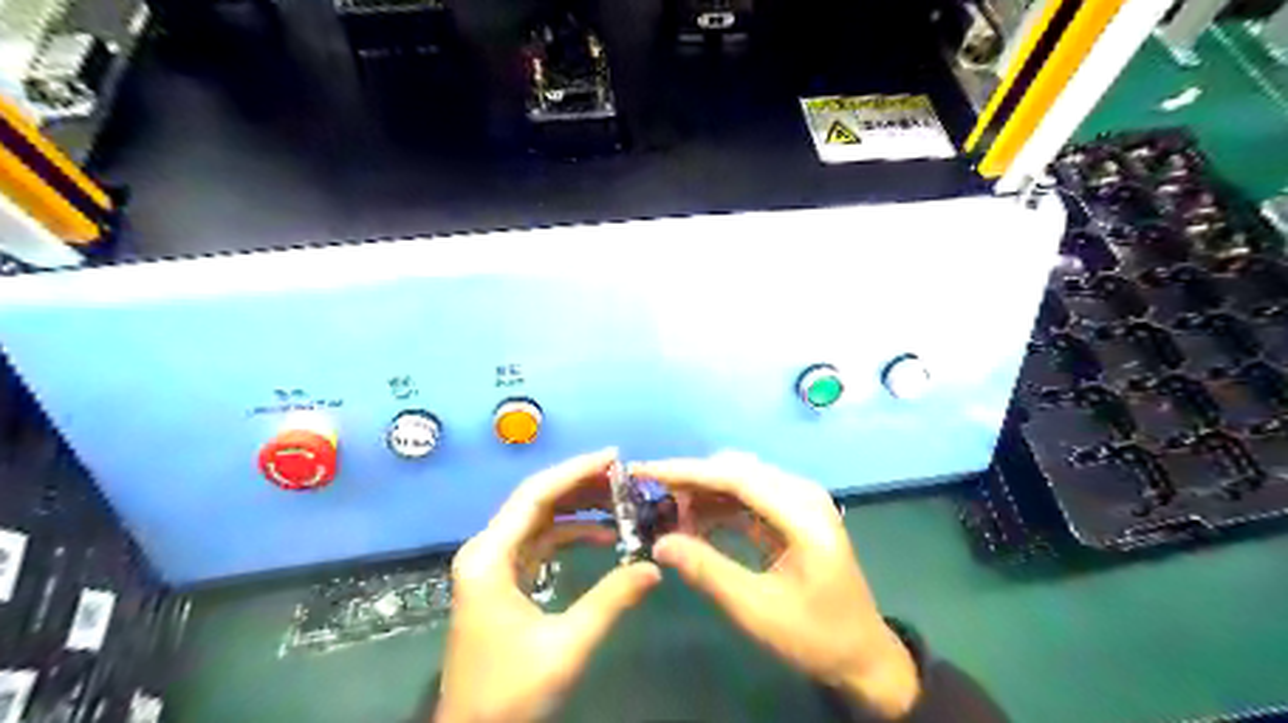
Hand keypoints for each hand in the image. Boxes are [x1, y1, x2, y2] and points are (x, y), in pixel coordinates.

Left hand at [440, 448, 663, 720]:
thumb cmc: (509, 692)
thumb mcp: (566, 645)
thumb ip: (611, 601)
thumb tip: (654, 567)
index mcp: (490, 557)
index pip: (536, 495)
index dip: (575, 471)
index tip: (614, 457)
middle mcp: (487, 549)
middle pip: (536, 500)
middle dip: (580, 484)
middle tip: (623, 475)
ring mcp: (493, 564)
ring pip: (539, 519)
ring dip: (577, 507)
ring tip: (619, 498)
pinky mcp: (503, 579)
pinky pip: (540, 542)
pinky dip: (570, 534)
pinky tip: (603, 535)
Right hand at [633, 452, 913, 716]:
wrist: (862, 654)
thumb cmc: (815, 635)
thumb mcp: (757, 609)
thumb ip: (708, 571)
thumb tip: (659, 544)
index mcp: (802, 514)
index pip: (735, 477)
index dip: (685, 471)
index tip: (643, 471)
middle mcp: (802, 494)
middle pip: (736, 470)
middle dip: (690, 480)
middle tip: (650, 500)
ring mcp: (800, 500)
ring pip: (740, 479)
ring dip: (703, 492)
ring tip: (669, 516)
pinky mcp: (793, 512)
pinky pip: (749, 496)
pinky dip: (719, 504)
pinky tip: (694, 521)